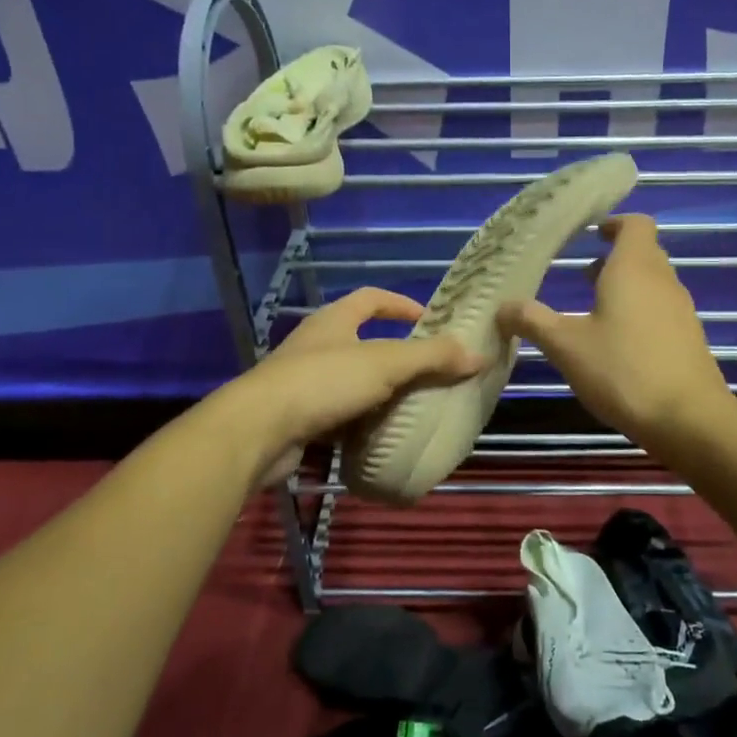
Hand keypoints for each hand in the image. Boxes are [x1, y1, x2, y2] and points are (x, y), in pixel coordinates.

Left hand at [225, 288, 482, 486]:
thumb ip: (432, 358)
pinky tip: (379, 438)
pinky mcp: (297, 418)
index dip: (400, 304)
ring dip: (378, 393)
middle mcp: (316, 345)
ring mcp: (303, 382)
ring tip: (411, 407)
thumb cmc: (322, 383)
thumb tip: (479, 354)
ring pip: (350, 382)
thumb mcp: (385, 364)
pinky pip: (338, 415)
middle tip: (429, 372)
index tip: (429, 320)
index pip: (371, 298)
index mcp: (334, 321)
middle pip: (361, 341)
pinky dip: (359, 424)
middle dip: (395, 355)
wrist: (257, 432)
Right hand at [499, 214, 732, 452]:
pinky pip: (661, 310)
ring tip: (594, 309)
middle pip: (644, 252)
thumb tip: (502, 307)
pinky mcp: (688, 338)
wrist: (688, 419)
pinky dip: (639, 313)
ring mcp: (680, 310)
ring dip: (626, 287)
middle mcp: (662, 280)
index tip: (591, 233)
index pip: (635, 224)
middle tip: (583, 273)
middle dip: (614, 258)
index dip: (614, 223)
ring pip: (653, 283)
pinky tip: (617, 344)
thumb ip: (533, 321)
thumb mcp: (566, 345)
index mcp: (634, 268)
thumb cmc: (622, 370)